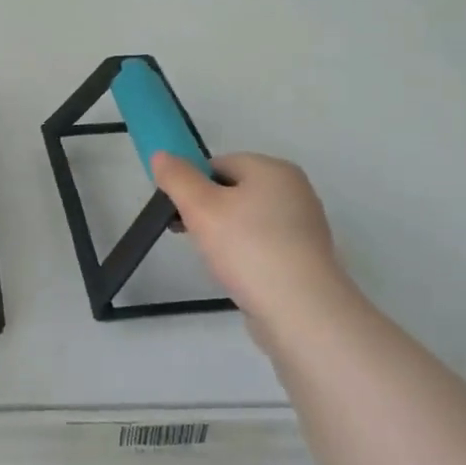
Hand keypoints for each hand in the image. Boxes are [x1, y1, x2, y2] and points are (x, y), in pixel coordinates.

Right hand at [151, 151, 350, 328]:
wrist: (300, 310)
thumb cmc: (248, 248)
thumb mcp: (201, 207)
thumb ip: (177, 177)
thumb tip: (160, 154)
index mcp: (273, 169)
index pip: (219, 164)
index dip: (192, 185)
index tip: (178, 212)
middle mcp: (294, 190)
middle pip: (235, 191)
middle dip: (208, 211)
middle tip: (191, 236)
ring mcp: (304, 225)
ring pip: (248, 220)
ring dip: (225, 235)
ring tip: (215, 260)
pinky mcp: (305, 257)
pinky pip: (264, 244)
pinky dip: (246, 254)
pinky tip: (238, 274)